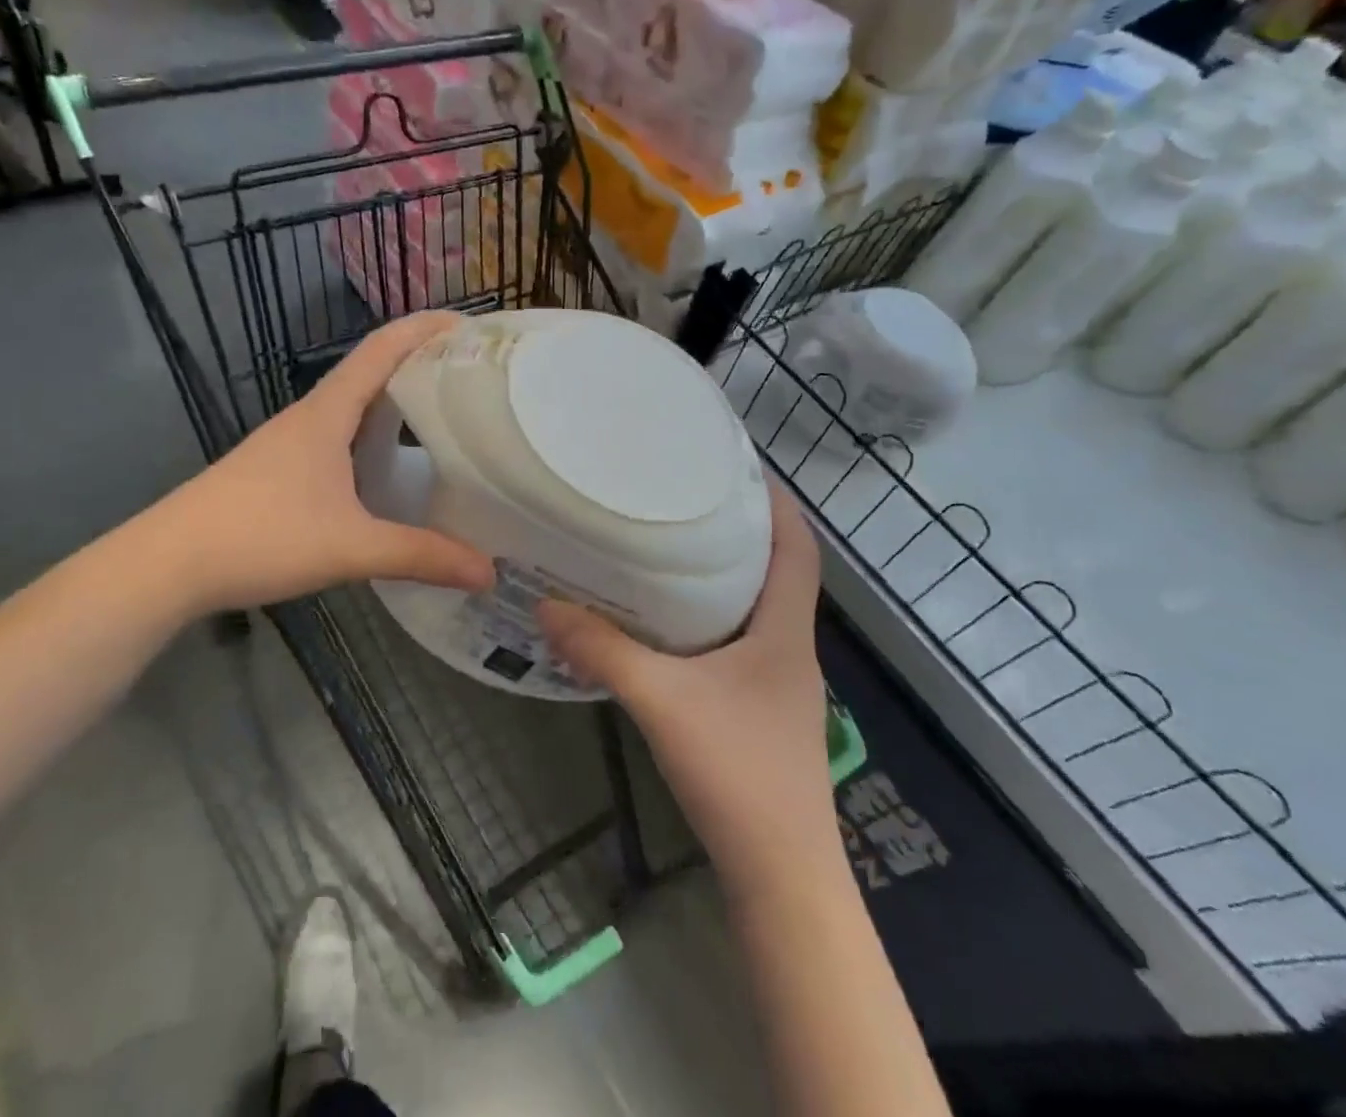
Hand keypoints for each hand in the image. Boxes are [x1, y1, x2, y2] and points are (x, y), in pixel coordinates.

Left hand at [174, 314, 495, 615]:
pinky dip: (374, 432)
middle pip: (373, 369)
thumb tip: (488, 572)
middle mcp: (311, 415)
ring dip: (397, 398)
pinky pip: (340, 433)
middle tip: (475, 375)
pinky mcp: (281, 468)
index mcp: (328, 412)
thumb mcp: (350, 548)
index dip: (426, 328)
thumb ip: (420, 556)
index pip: (383, 348)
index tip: (472, 325)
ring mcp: (292, 441)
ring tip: (445, 413)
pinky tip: (390, 464)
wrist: (167, 563)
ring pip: (355, 404)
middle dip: (422, 362)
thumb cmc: (260, 537)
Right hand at [538, 480, 836, 874]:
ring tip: (670, 549)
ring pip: (753, 611)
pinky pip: (736, 645)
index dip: (779, 504)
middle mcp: (789, 649)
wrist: (781, 877)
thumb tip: (545, 606)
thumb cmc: (738, 772)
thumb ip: (603, 651)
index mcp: (784, 632)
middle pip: (775, 573)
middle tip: (685, 499)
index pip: (799, 549)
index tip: (740, 468)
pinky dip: (707, 623)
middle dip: (740, 533)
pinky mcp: (759, 712)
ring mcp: (777, 685)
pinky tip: (666, 627)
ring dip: (722, 579)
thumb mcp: (662, 701)